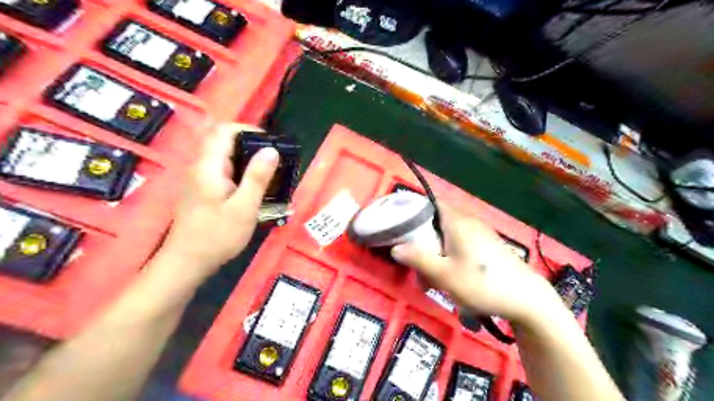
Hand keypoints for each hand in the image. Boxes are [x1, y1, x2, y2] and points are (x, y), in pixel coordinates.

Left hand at [161, 123, 277, 281]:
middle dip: (249, 144)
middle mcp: (201, 167)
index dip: (248, 130)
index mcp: (209, 166)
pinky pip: (221, 170)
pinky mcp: (201, 190)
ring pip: (223, 156)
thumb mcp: (244, 207)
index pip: (224, 130)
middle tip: (273, 159)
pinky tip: (252, 186)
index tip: (270, 143)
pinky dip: (239, 170)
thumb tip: (271, 150)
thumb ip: (257, 177)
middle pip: (223, 141)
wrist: (187, 262)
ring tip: (267, 172)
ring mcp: (199, 179)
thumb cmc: (217, 235)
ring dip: (245, 158)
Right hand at [389, 205, 563, 326]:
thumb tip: (395, 248)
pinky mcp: (487, 243)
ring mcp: (480, 231)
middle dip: (423, 239)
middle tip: (416, 261)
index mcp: (457, 221)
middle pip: (437, 220)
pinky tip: (450, 275)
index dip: (414, 209)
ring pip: (448, 233)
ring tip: (432, 276)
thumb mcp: (444, 275)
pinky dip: (449, 254)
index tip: (401, 225)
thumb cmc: (482, 284)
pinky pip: (460, 241)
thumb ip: (418, 259)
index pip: (431, 202)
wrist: (526, 299)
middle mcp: (468, 220)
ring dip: (436, 250)